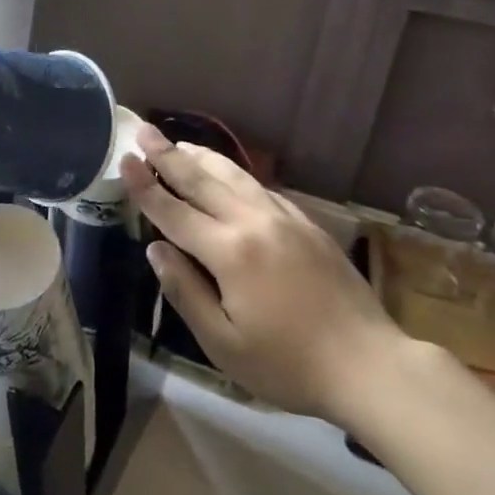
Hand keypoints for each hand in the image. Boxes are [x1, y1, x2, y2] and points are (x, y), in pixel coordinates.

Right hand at [122, 124, 407, 426]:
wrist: (370, 364)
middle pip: (202, 180)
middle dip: (168, 155)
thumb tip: (156, 250)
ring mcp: (284, 218)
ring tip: (178, 144)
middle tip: (143, 130)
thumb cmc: (289, 364)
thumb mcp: (223, 343)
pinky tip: (228, 175)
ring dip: (201, 157)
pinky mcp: (307, 224)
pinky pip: (261, 188)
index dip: (145, 186)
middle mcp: (254, 222)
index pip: (174, 211)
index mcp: (229, 251)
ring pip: (234, 176)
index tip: (124, 159)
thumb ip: (185, 291)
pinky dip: (235, 174)